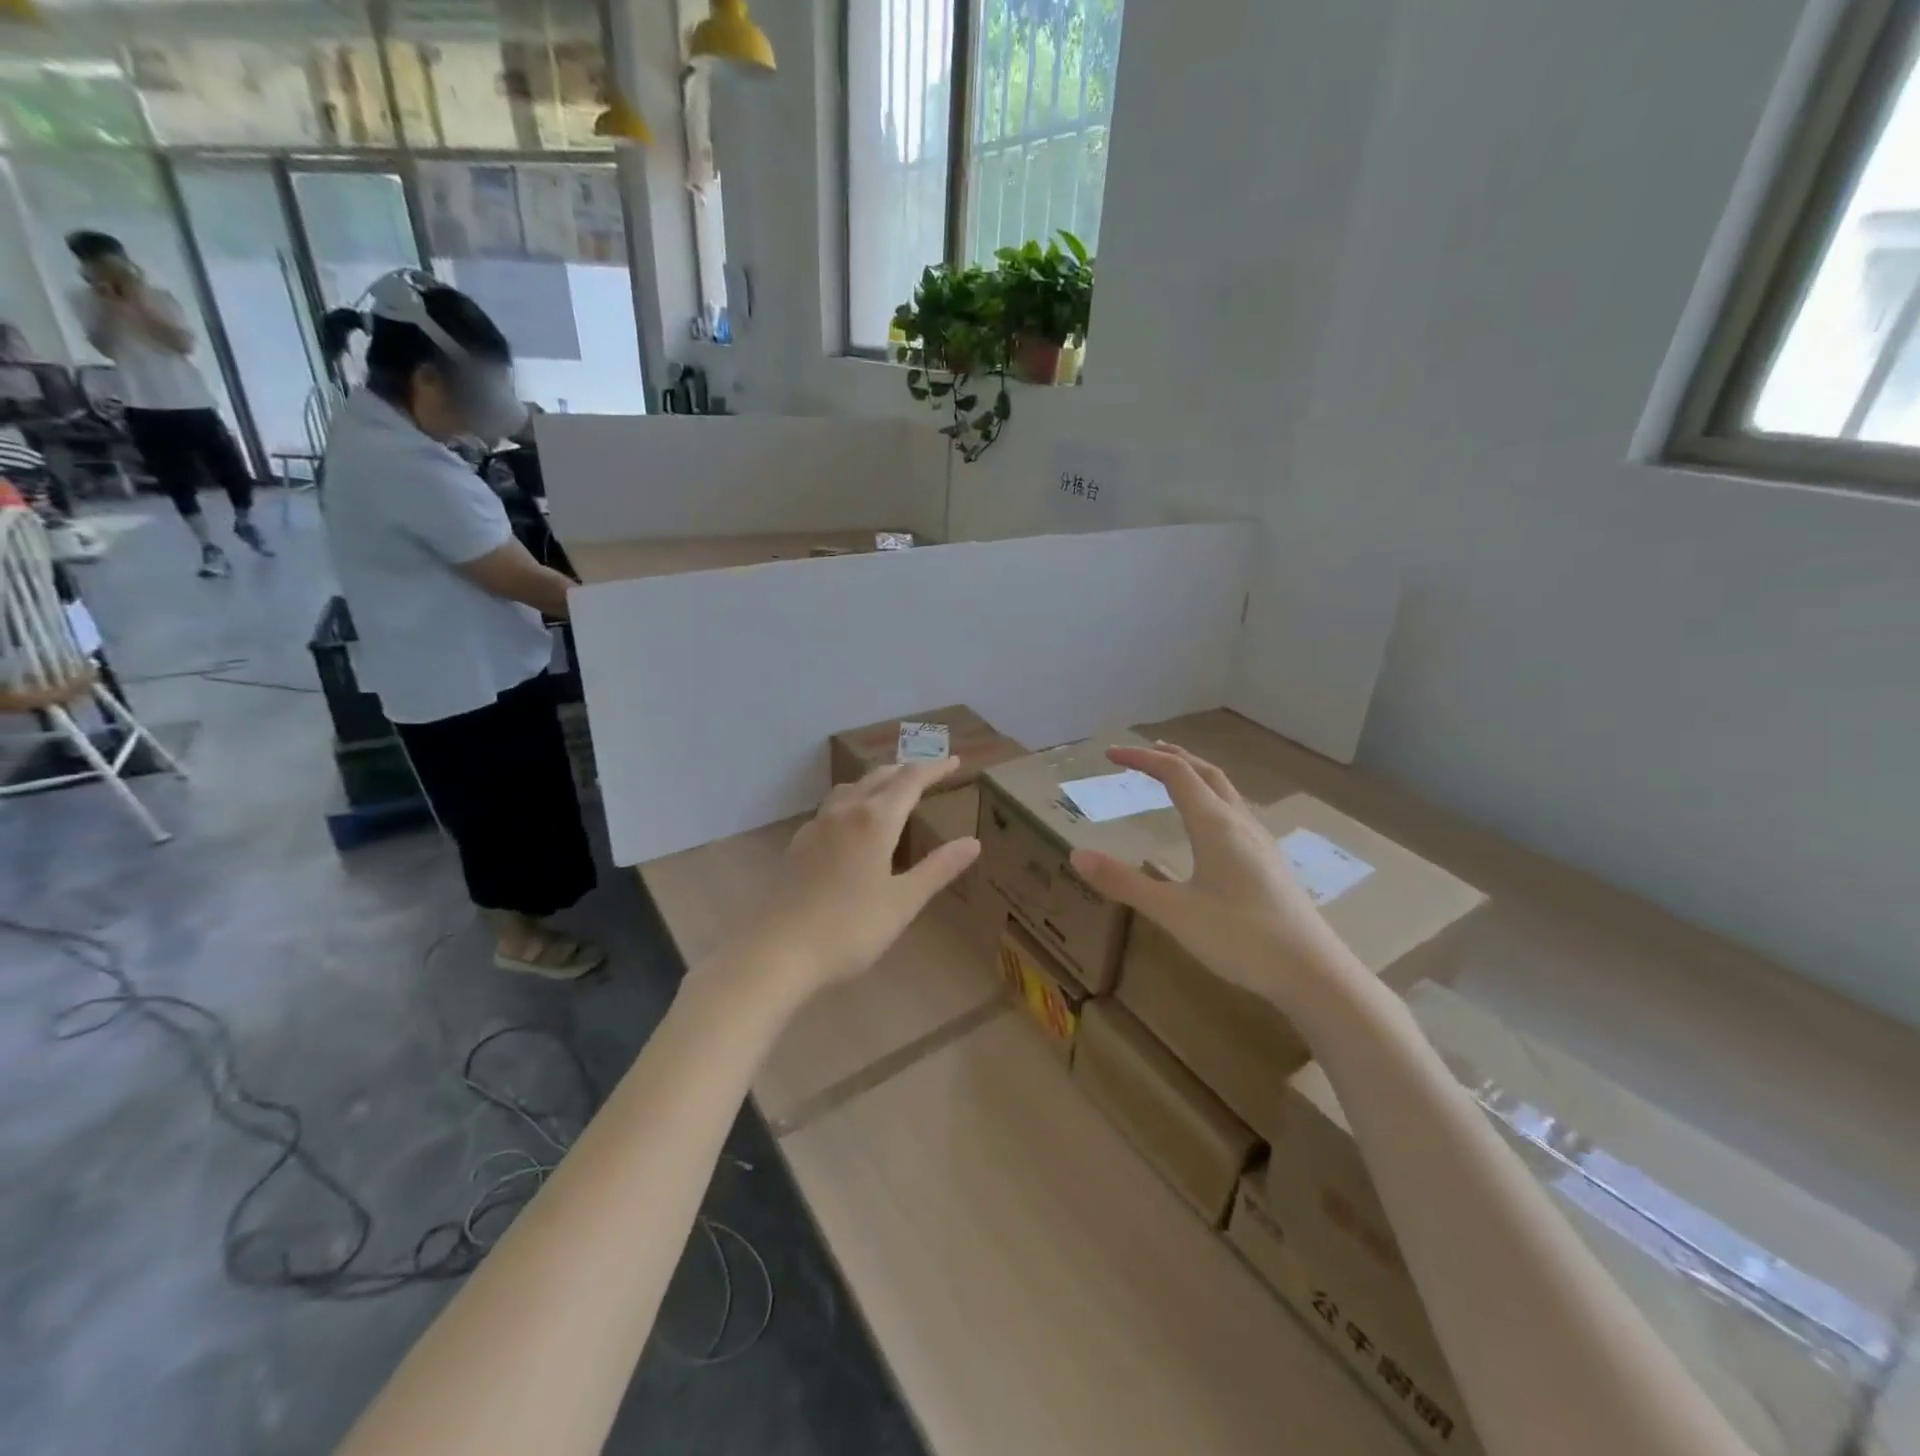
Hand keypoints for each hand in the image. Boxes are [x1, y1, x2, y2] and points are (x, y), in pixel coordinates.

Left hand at [731, 758, 980, 1001]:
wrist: (778, 951)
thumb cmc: (849, 928)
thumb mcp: (903, 902)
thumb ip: (938, 869)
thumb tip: (972, 842)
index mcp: (875, 820)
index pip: (910, 781)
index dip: (934, 769)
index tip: (954, 761)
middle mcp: (845, 812)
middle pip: (878, 777)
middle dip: (905, 771)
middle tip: (928, 772)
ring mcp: (817, 826)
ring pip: (850, 789)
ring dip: (875, 782)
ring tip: (890, 790)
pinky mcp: (798, 845)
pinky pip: (832, 808)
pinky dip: (852, 802)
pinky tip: (852, 825)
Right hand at [1069, 744, 1339, 1003]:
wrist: (1313, 971)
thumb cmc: (1240, 937)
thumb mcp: (1173, 912)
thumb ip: (1124, 883)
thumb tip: (1077, 854)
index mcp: (1214, 824)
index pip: (1174, 773)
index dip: (1141, 758)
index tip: (1111, 755)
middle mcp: (1239, 822)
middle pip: (1205, 772)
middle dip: (1172, 757)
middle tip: (1144, 753)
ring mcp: (1260, 841)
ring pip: (1225, 791)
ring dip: (1196, 775)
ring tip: (1174, 778)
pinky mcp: (1270, 862)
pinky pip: (1236, 812)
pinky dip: (1211, 798)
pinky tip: (1209, 826)